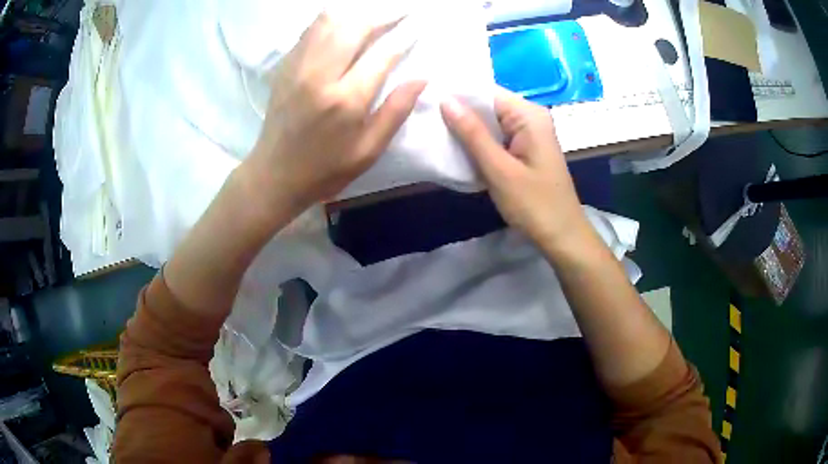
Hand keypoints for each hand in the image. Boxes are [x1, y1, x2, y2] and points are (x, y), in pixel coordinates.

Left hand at [245, 12, 425, 215]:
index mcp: (345, 99)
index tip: (418, 28)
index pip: (382, 55)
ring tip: (373, 18)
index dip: (404, 38)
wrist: (274, 175)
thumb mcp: (368, 151)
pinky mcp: (284, 66)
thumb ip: (395, 111)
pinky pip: (309, 30)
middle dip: (382, 17)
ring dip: (355, 14)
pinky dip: (331, 22)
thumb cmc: (325, 169)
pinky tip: (343, 27)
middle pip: (355, 27)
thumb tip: (421, 78)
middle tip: (400, 15)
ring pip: (329, 21)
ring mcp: (298, 67)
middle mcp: (320, 75)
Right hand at [440, 88, 587, 248]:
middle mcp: (529, 117)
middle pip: (487, 106)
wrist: (562, 236)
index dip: (456, 94)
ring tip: (431, 131)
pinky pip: (495, 138)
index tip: (424, 100)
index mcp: (529, 115)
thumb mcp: (499, 169)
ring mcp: (527, 134)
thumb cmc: (534, 204)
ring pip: (489, 123)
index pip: (486, 92)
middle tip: (423, 118)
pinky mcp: (523, 150)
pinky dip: (477, 143)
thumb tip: (445, 99)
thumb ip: (472, 133)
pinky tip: (455, 148)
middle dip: (458, 112)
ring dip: (465, 129)